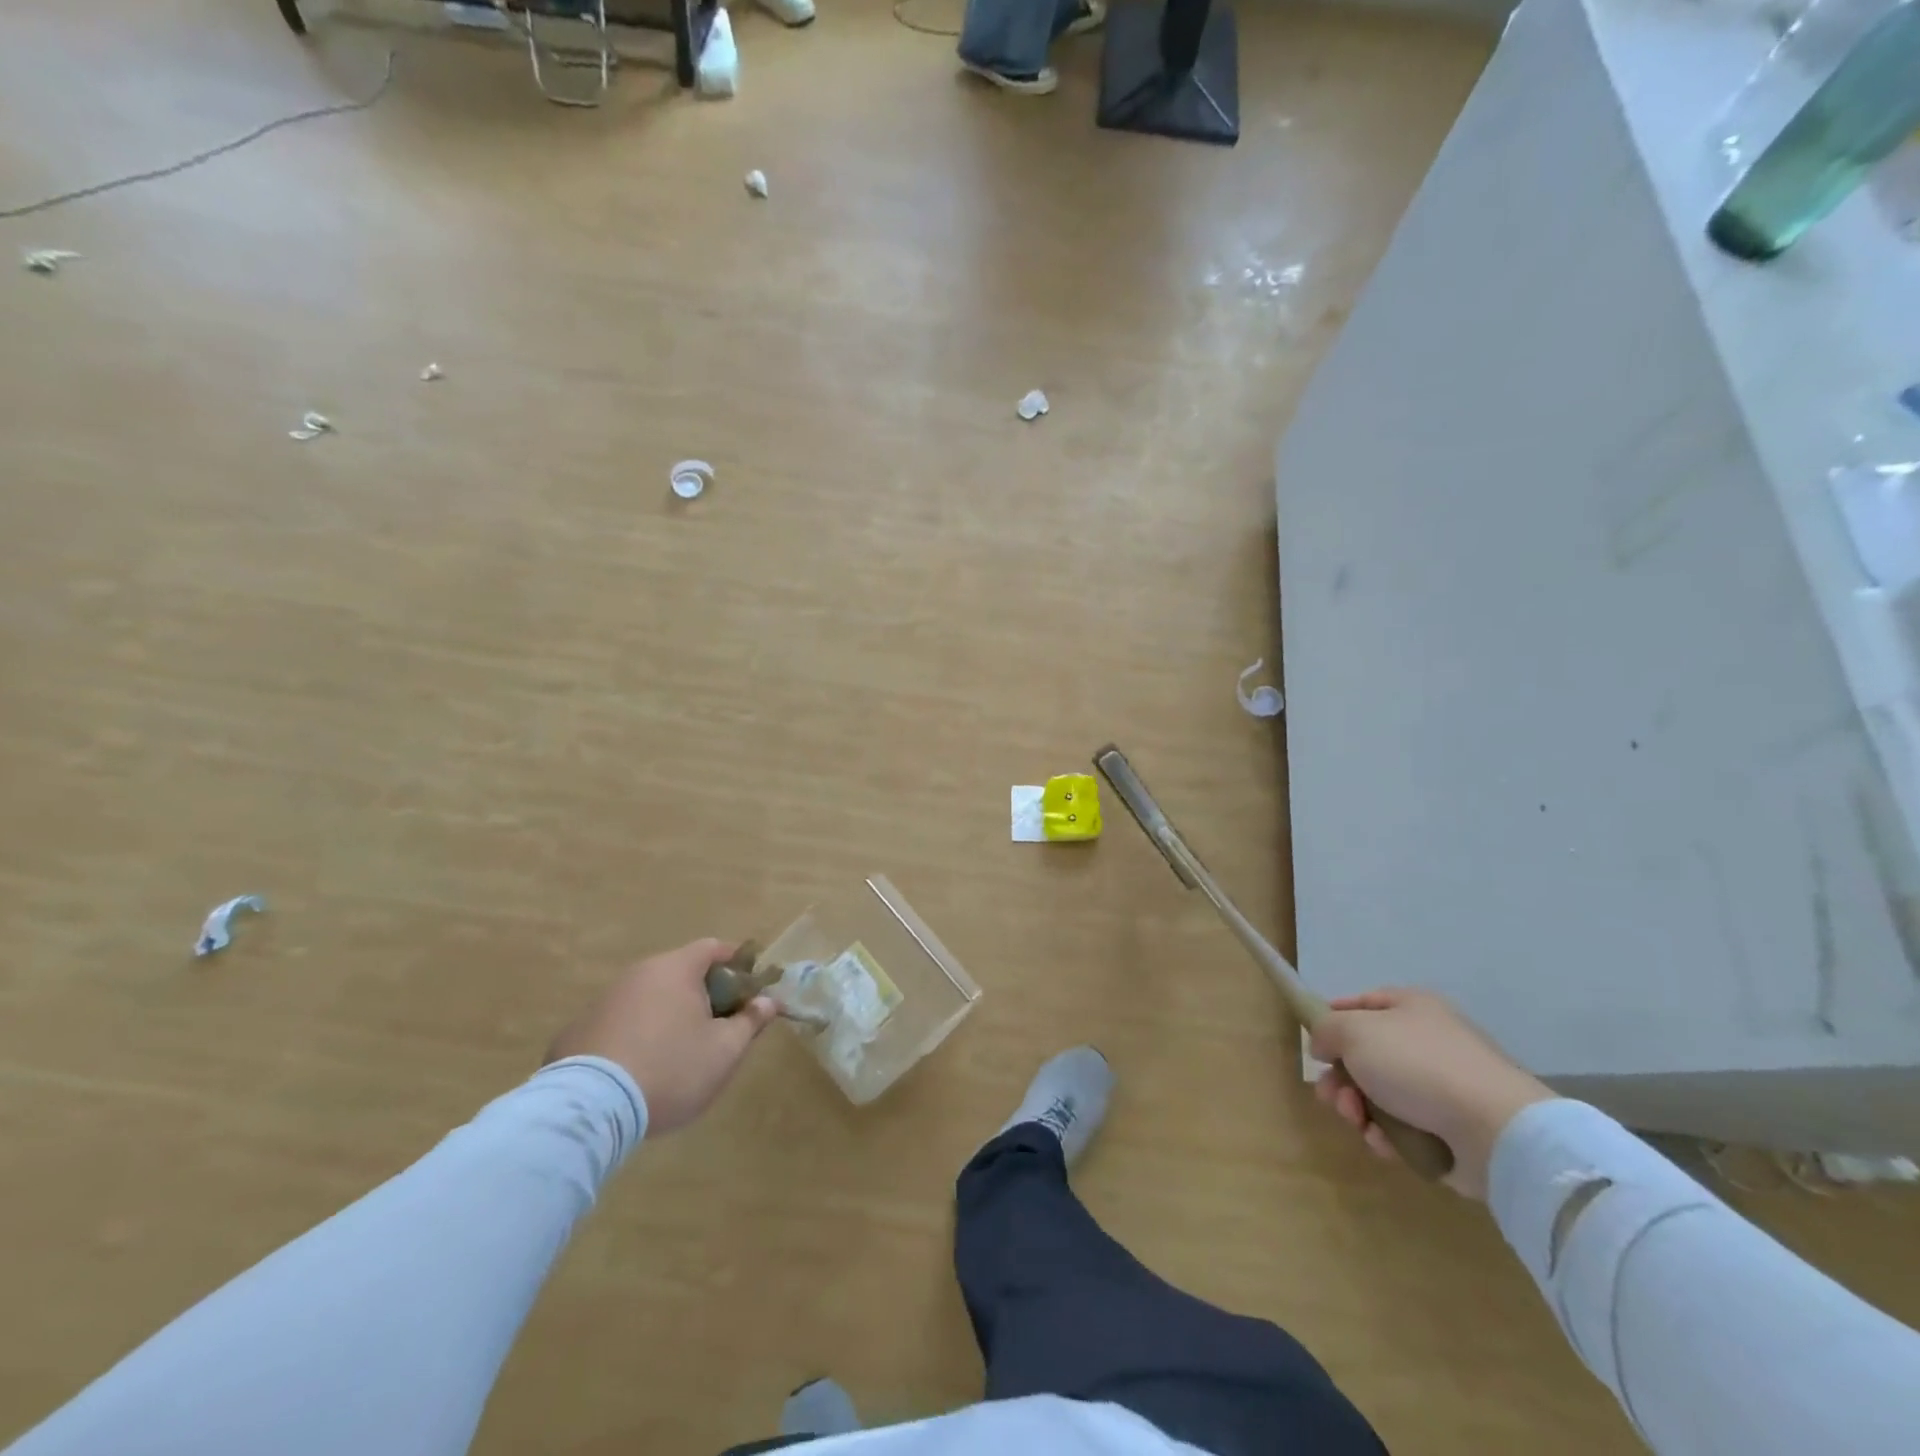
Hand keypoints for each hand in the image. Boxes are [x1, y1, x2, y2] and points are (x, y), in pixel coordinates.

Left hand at [545, 939, 778, 1135]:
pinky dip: (634, 1035)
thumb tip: (769, 1002)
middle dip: (703, 993)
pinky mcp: (575, 1032)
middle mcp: (637, 974)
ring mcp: (602, 1001)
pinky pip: (618, 1024)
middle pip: (679, 973)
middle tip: (718, 1025)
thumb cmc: (671, 1070)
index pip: (713, 948)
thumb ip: (750, 1021)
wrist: (589, 1111)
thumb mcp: (724, 1051)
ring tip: (677, 1052)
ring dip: (666, 1015)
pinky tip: (637, 1070)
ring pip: (647, 998)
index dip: (736, 962)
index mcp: (675, 969)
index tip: (749, 986)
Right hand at [1309, 988, 1552, 1198]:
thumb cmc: (1417, 1065)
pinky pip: (1403, 1127)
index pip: (1362, 1003)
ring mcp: (1442, 1087)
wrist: (1494, 1130)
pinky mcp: (1451, 1129)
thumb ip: (1326, 1030)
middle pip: (1365, 1055)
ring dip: (1357, 1108)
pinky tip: (1384, 1142)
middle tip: (1332, 1096)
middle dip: (1340, 1078)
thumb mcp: (1354, 1031)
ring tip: (1357, 1121)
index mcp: (1411, 1007)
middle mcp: (1428, 1041)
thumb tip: (1324, 1046)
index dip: (1333, 1019)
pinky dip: (1387, 1135)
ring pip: (1379, 1094)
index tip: (1315, 1043)